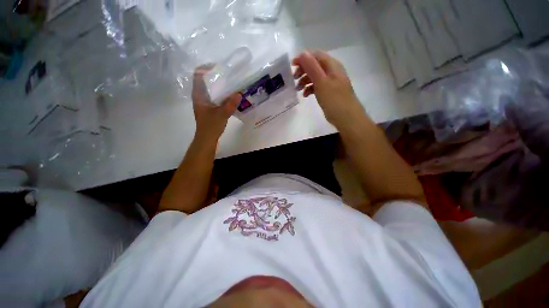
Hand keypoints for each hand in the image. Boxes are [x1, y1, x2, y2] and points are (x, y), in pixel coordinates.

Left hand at [192, 65, 240, 141]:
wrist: (207, 138)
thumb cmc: (211, 126)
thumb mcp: (222, 114)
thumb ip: (230, 104)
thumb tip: (239, 93)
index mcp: (199, 96)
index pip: (197, 76)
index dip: (204, 68)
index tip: (216, 67)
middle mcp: (199, 97)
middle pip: (203, 81)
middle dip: (213, 76)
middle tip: (226, 74)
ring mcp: (203, 103)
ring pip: (209, 89)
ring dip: (217, 85)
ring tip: (229, 83)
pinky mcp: (208, 108)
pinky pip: (214, 96)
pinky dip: (220, 94)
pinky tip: (229, 96)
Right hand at [293, 51, 367, 130]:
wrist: (347, 118)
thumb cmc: (334, 99)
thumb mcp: (321, 82)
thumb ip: (312, 68)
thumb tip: (302, 53)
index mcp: (332, 65)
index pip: (315, 55)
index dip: (303, 58)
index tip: (292, 66)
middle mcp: (332, 71)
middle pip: (315, 66)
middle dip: (303, 71)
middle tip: (294, 79)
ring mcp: (331, 82)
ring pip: (315, 77)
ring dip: (305, 81)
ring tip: (298, 89)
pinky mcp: (329, 92)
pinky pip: (318, 86)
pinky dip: (310, 89)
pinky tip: (305, 95)